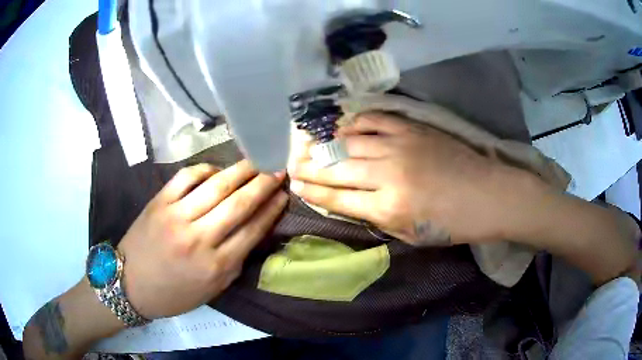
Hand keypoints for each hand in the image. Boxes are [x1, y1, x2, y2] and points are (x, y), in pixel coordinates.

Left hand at [118, 160, 287, 319]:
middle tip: (278, 170)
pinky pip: (187, 177)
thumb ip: (235, 262)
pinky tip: (217, 170)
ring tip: (257, 161)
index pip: (252, 230)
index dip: (271, 210)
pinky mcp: (159, 202)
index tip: (283, 196)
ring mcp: (177, 216)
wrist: (131, 284)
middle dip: (263, 184)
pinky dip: (205, 169)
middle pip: (239, 204)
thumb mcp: (212, 290)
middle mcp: (199, 238)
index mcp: (216, 266)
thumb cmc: (174, 293)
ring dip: (241, 171)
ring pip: (216, 186)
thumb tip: (253, 232)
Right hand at [289, 112, 542, 245]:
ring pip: (350, 141)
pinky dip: (354, 122)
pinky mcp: (413, 129)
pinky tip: (341, 125)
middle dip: (311, 167)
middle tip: (292, 164)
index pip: (338, 198)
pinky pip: (375, 120)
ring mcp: (400, 146)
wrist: (489, 195)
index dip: (313, 192)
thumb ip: (379, 218)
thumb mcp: (412, 236)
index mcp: (388, 208)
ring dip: (325, 144)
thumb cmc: (454, 224)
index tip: (296, 185)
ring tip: (307, 145)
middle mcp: (388, 174)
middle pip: (338, 168)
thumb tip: (352, 202)